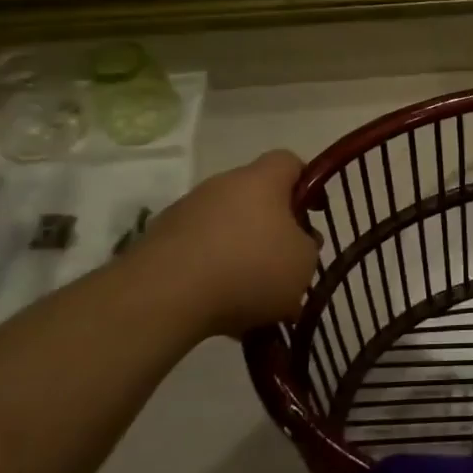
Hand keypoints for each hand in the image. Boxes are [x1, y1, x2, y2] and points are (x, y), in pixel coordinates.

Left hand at [134, 151, 318, 337]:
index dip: (307, 184)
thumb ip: (307, 248)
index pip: (289, 162)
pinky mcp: (158, 242)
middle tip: (285, 263)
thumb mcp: (304, 263)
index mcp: (261, 181)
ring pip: (226, 228)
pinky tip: (221, 310)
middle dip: (273, 229)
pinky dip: (212, 275)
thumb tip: (296, 246)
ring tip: (253, 299)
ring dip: (241, 254)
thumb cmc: (250, 268)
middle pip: (256, 198)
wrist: (164, 296)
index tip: (314, 214)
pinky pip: (198, 253)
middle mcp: (221, 186)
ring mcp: (185, 212)